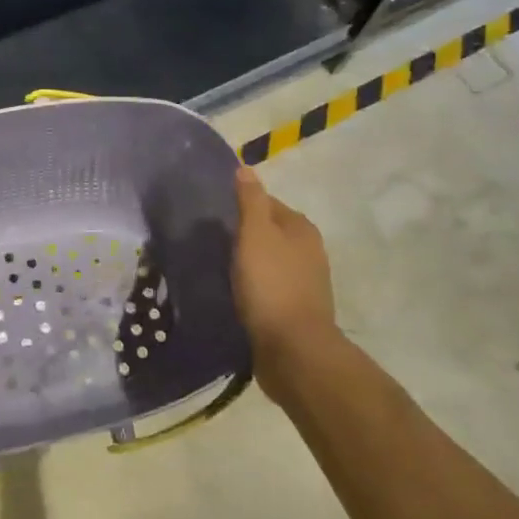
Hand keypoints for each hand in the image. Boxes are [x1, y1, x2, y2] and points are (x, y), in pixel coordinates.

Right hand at [232, 167, 342, 402]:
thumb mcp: (255, 234)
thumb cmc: (272, 285)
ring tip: (216, 267)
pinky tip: (233, 293)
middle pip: (268, 232)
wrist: (294, 351)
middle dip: (242, 234)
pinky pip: (268, 288)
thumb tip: (246, 167)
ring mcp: (305, 282)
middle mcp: (309, 250)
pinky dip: (252, 287)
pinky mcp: (295, 310)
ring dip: (247, 263)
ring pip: (268, 261)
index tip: (212, 215)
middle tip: (210, 241)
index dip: (239, 205)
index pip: (266, 203)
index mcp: (301, 228)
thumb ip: (250, 201)